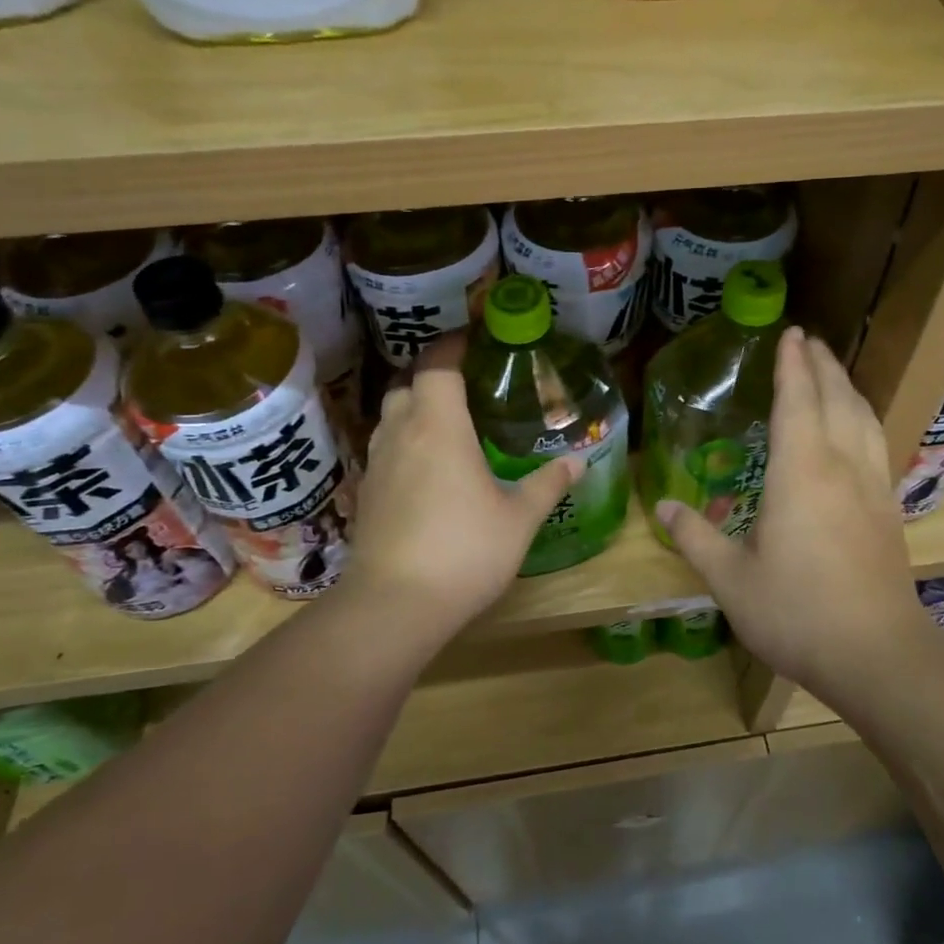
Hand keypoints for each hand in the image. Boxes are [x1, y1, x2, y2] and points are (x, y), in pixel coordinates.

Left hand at [344, 336, 579, 641]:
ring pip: (390, 417)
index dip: (452, 345)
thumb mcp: (519, 518)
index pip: (437, 365)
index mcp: (439, 426)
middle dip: (432, 377)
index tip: (474, 340)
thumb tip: (577, 461)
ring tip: (448, 426)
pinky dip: (404, 444)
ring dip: (414, 410)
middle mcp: (401, 434)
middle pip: (407, 385)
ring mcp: (377, 464)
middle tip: (467, 387)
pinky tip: (427, 470)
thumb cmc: (465, 550)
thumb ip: (548, 484)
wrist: (395, 604)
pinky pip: (384, 450)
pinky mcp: (366, 494)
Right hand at [654, 328, 932, 697]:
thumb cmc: (796, 612)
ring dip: (847, 387)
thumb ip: (696, 537)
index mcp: (801, 472)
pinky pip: (876, 443)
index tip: (790, 333)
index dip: (792, 365)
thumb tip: (666, 506)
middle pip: (836, 399)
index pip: (797, 401)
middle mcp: (841, 466)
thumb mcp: (731, 579)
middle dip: (823, 365)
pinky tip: (858, 429)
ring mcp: (872, 486)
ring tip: (833, 371)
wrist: (876, 652)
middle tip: (809, 340)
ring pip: (864, 418)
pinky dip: (864, 418)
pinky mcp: (889, 509)